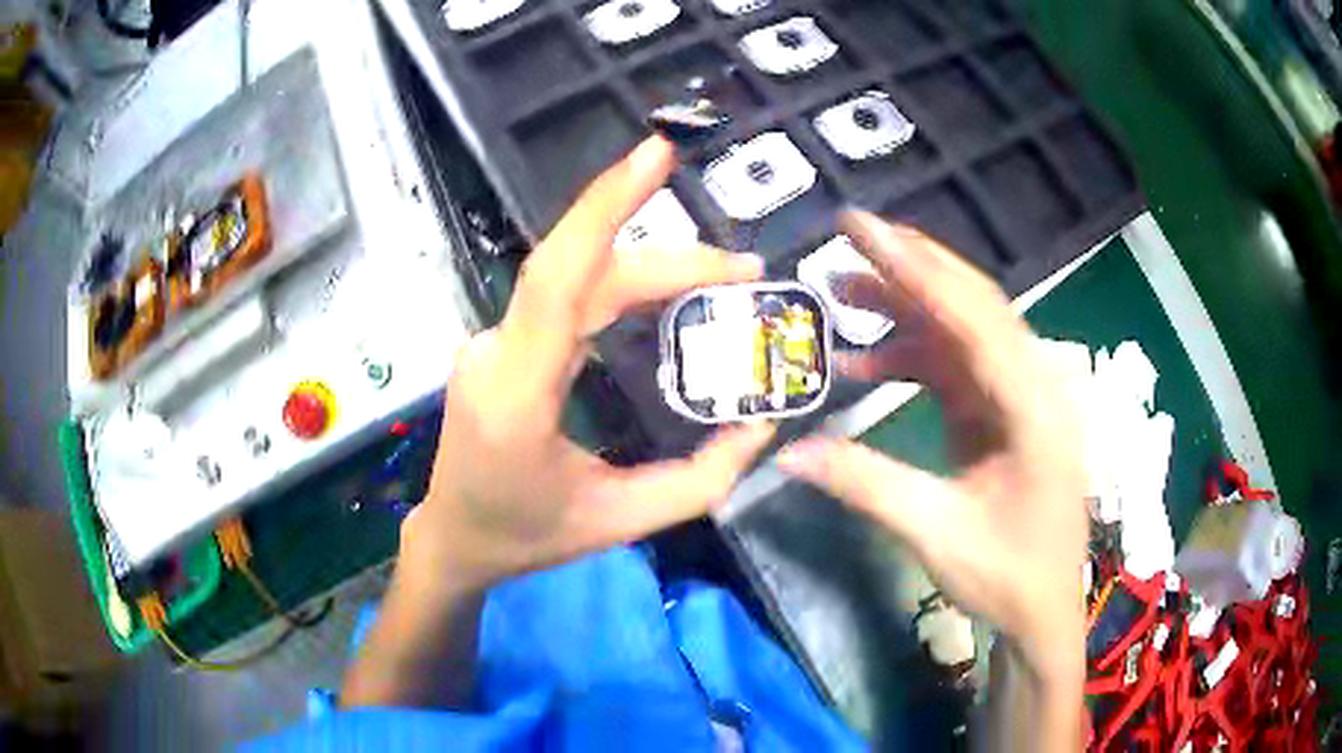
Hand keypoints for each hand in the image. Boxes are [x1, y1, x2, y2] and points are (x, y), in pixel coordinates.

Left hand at [404, 136, 775, 593]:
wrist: (455, 537)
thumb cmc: (528, 536)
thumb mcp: (622, 523)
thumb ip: (700, 480)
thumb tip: (761, 425)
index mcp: (518, 396)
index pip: (558, 279)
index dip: (604, 208)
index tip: (654, 155)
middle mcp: (497, 353)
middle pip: (582, 272)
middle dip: (669, 260)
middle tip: (743, 268)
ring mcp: (491, 342)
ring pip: (573, 278)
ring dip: (647, 267)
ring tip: (719, 275)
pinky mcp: (501, 343)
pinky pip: (562, 297)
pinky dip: (618, 282)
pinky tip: (663, 288)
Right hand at [777, 212, 1086, 683]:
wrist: (1044, 611)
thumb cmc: (1007, 577)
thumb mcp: (936, 534)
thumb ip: (866, 484)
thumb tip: (788, 453)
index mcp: (1035, 408)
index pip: (974, 318)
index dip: (916, 269)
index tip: (862, 229)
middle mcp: (1035, 384)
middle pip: (973, 304)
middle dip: (910, 266)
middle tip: (849, 235)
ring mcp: (1021, 395)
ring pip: (962, 328)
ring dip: (906, 308)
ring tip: (841, 293)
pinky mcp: (1004, 410)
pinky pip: (957, 364)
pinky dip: (913, 355)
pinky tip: (868, 361)